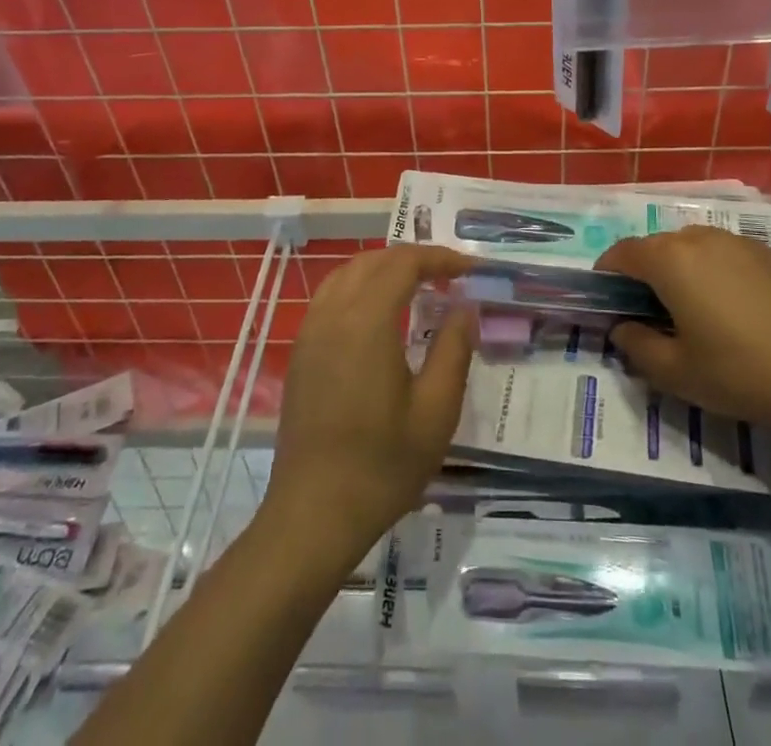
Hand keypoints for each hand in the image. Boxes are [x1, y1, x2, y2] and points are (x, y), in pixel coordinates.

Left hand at [263, 245, 473, 564]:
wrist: (314, 514)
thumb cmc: (382, 465)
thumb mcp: (436, 410)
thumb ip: (454, 348)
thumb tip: (465, 307)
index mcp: (367, 321)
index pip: (404, 263)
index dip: (439, 257)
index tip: (470, 269)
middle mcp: (333, 313)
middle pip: (374, 261)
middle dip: (413, 258)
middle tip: (449, 276)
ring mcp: (310, 331)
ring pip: (348, 272)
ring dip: (384, 268)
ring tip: (418, 286)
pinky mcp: (301, 351)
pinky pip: (331, 295)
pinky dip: (360, 285)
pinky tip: (380, 312)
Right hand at [596, 227, 770, 465]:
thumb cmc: (736, 374)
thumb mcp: (673, 372)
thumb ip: (635, 344)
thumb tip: (622, 327)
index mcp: (670, 260)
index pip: (623, 253)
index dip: (608, 271)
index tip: (608, 295)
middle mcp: (703, 238)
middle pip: (660, 245)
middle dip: (648, 270)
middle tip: (652, 307)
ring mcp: (743, 242)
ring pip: (699, 245)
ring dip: (687, 267)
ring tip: (698, 305)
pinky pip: (734, 254)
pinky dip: (724, 271)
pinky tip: (740, 307)